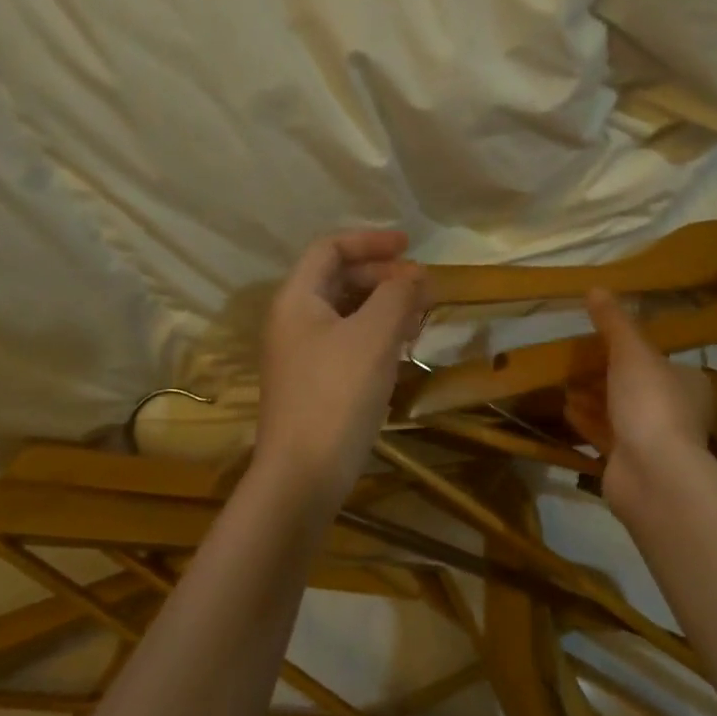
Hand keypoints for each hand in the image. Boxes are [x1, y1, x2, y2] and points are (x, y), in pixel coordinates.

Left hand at [255, 230, 425, 510]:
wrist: (304, 474)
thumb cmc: (337, 395)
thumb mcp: (373, 337)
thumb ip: (398, 296)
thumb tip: (416, 274)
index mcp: (297, 299)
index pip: (330, 249)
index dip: (370, 241)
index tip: (410, 247)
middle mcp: (294, 320)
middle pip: (339, 279)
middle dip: (383, 277)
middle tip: (422, 288)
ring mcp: (303, 354)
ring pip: (347, 313)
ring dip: (384, 307)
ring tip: (419, 317)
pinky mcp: (316, 382)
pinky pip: (349, 342)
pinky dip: (377, 335)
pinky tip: (402, 349)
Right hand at [564, 288, 714, 512]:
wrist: (653, 474)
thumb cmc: (651, 403)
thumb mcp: (632, 352)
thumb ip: (614, 322)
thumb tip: (595, 287)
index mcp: (688, 384)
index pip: (660, 361)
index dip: (631, 350)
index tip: (601, 341)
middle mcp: (676, 412)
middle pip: (637, 387)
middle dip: (606, 375)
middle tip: (575, 360)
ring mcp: (653, 442)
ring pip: (619, 413)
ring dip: (593, 398)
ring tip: (563, 382)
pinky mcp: (630, 465)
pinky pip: (606, 436)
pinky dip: (587, 422)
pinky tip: (565, 409)